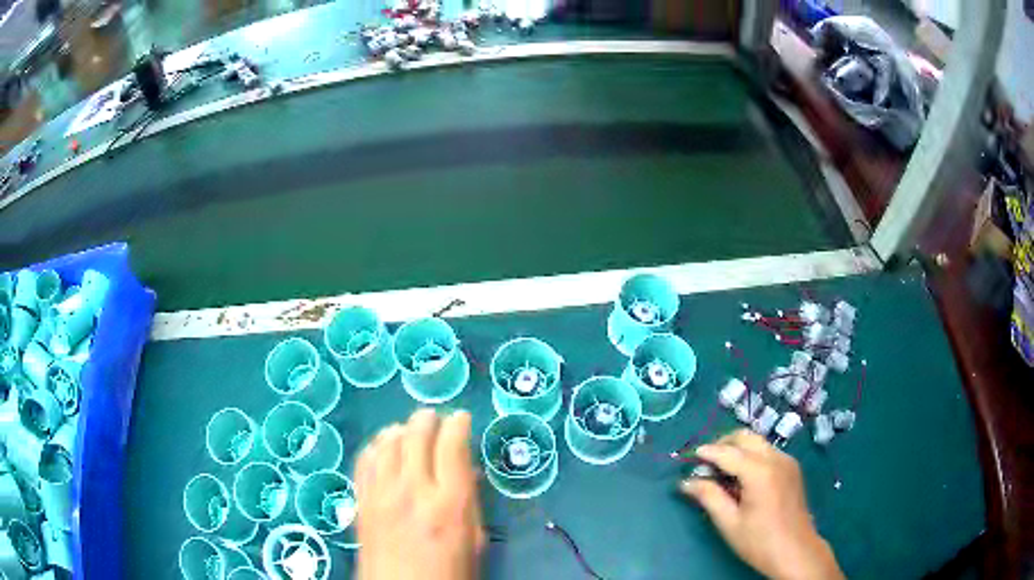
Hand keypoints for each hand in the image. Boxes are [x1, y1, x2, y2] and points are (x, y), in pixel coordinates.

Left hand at [356, 409, 485, 579]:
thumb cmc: (448, 572)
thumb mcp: (474, 541)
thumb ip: (470, 501)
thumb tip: (468, 470)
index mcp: (449, 503)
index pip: (452, 445)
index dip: (458, 424)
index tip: (461, 418)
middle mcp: (413, 489)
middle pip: (417, 434)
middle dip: (428, 419)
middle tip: (436, 419)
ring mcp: (382, 492)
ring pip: (387, 441)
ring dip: (401, 429)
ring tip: (409, 430)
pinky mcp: (361, 499)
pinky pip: (365, 458)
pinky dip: (376, 445)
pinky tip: (383, 446)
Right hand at [681, 430, 843, 579]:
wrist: (795, 551)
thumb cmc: (759, 541)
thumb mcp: (729, 522)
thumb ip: (708, 497)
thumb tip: (686, 482)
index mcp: (760, 471)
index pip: (727, 452)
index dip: (706, 453)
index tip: (688, 458)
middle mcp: (776, 458)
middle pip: (745, 436)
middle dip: (723, 443)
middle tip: (705, 463)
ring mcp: (787, 461)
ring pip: (758, 442)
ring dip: (737, 448)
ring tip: (721, 471)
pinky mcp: (792, 468)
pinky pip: (768, 451)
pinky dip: (751, 455)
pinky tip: (742, 477)